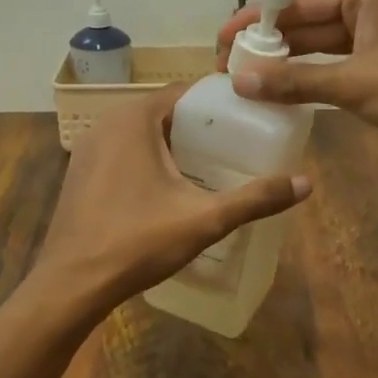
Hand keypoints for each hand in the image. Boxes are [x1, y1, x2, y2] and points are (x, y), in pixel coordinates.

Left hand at [33, 82, 311, 310]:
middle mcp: (107, 122)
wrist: (70, 284)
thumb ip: (255, 199)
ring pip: (142, 133)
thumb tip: (307, 183)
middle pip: (165, 112)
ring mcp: (88, 148)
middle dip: (200, 127)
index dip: (220, 103)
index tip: (250, 118)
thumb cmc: (137, 242)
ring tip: (211, 165)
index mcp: (134, 118)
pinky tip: (169, 187)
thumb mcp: (204, 220)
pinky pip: (123, 152)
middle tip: (237, 146)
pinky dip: (148, 159)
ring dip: (173, 143)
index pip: (186, 93)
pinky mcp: (80, 172)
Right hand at [216, 0, 377, 137]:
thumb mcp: (355, 83)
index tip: (223, 41)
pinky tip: (286, 89)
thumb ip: (295, 81)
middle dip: (272, 44)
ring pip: (325, 45)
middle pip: (311, 22)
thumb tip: (239, 82)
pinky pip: (342, 63)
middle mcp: (376, 3)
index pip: (300, 2)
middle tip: (229, 65)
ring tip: (248, 78)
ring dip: (291, 62)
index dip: (258, 23)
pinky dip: (315, 76)